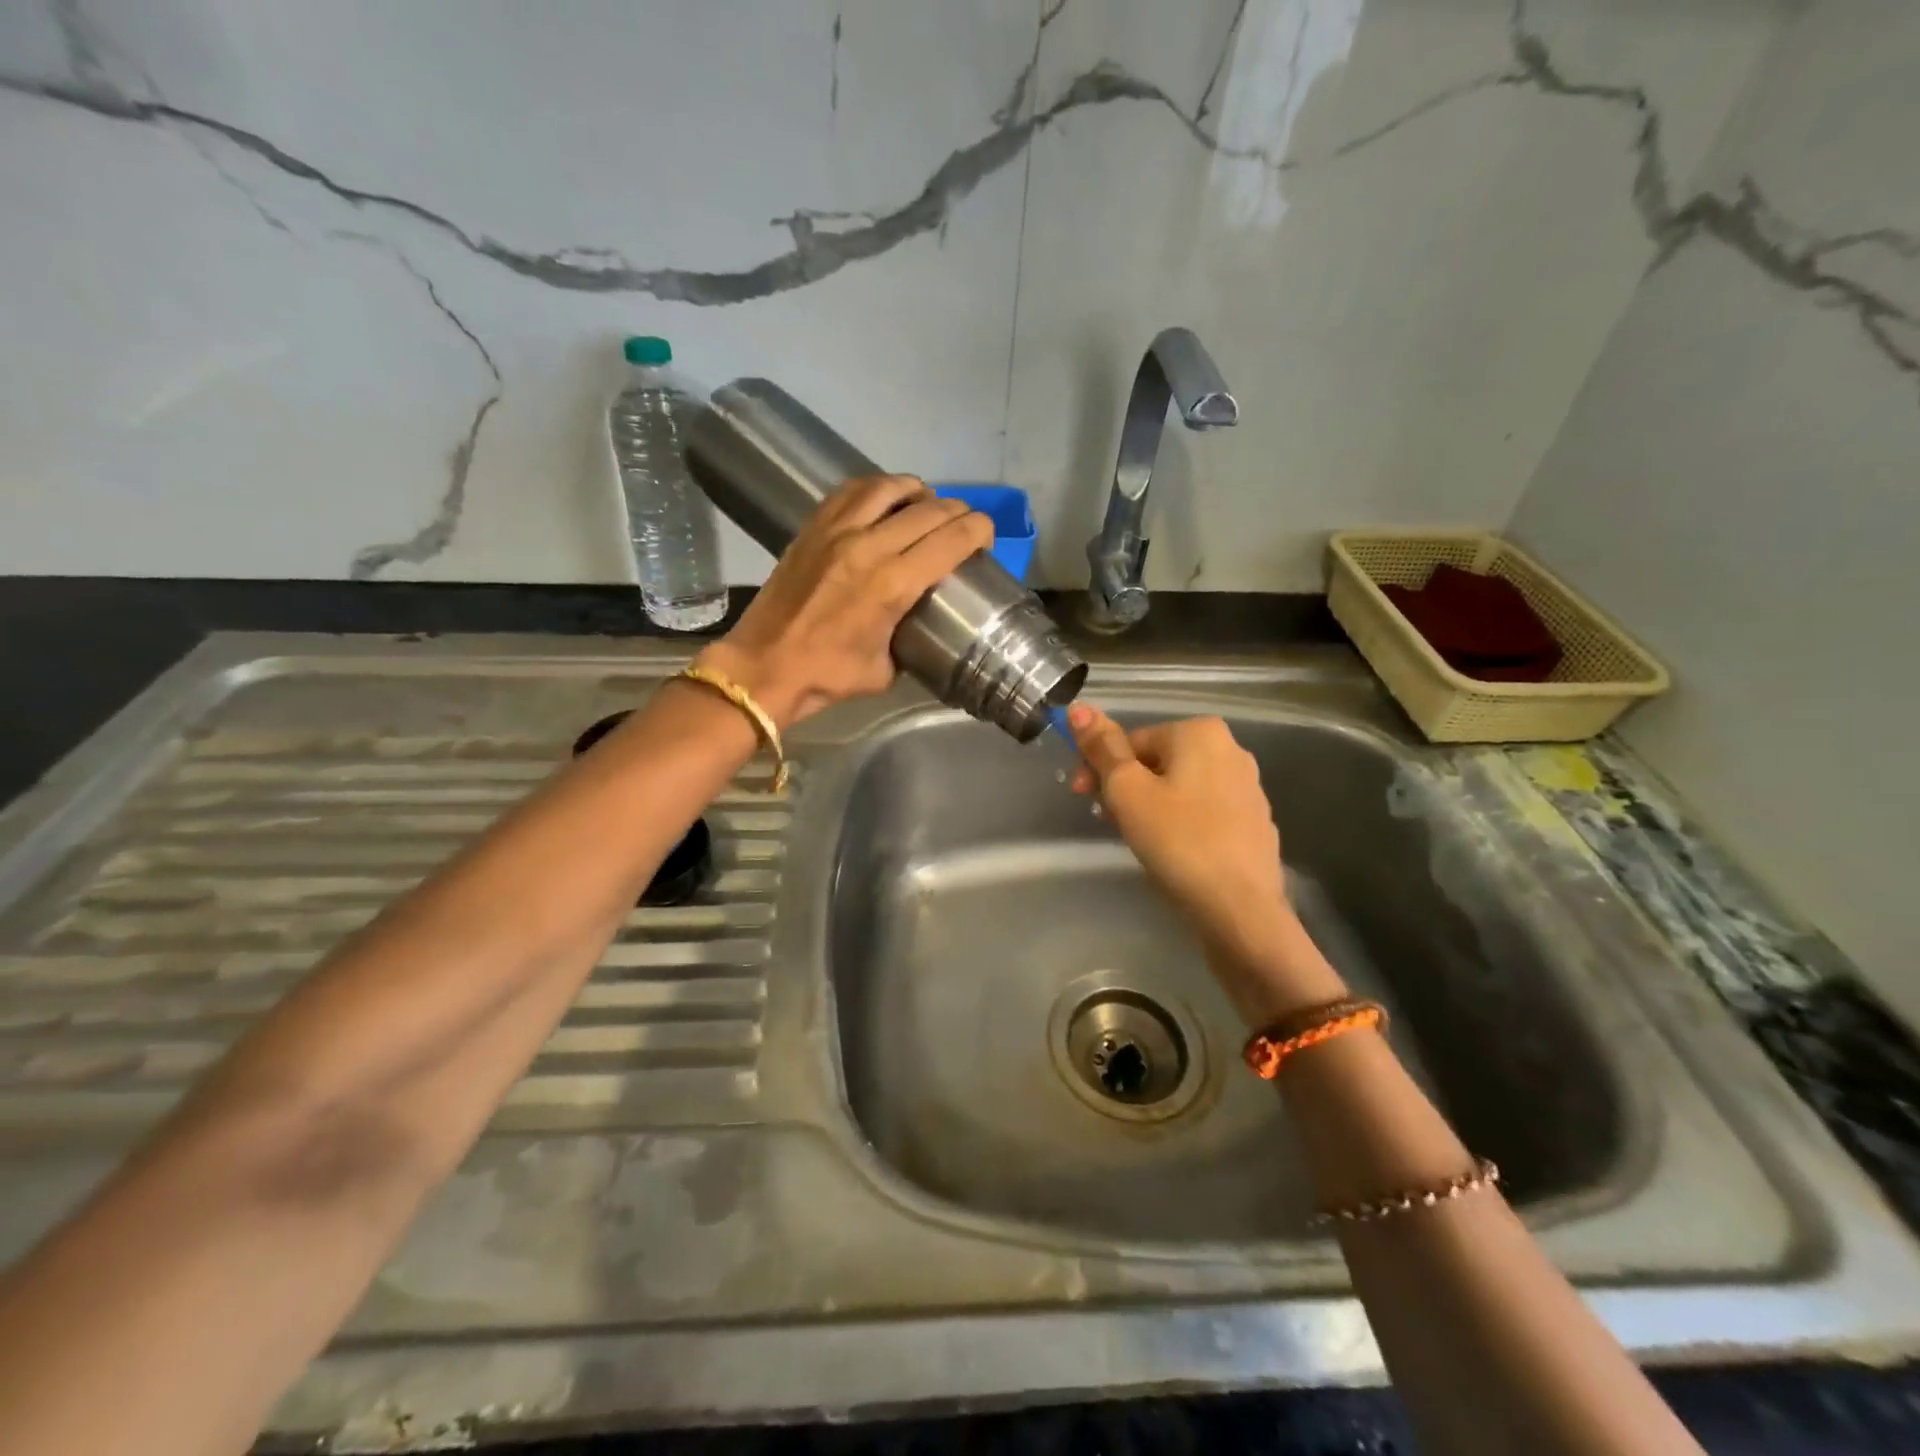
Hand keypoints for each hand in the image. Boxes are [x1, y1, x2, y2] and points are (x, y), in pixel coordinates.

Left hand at [697, 475, 991, 727]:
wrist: (764, 666)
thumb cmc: (827, 676)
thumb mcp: (885, 669)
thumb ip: (909, 638)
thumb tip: (919, 623)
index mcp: (893, 584)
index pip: (952, 538)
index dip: (979, 530)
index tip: (985, 538)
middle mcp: (869, 546)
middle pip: (929, 509)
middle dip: (957, 513)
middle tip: (963, 525)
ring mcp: (836, 531)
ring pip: (889, 487)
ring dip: (917, 492)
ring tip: (925, 505)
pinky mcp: (813, 528)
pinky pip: (852, 491)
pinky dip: (877, 489)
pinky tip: (883, 503)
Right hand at [1068, 704, 1336, 1016]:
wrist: (1240, 908)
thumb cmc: (1177, 840)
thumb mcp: (1127, 790)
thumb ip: (1102, 747)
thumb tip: (1078, 707)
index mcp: (1200, 732)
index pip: (1131, 740)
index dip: (1099, 768)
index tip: (1082, 798)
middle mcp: (1231, 749)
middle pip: (1156, 762)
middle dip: (1126, 788)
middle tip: (1109, 822)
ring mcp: (1248, 788)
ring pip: (1179, 787)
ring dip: (1149, 806)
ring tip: (1137, 840)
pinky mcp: (1254, 823)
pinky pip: (1203, 812)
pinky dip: (1179, 824)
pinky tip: (1171, 853)